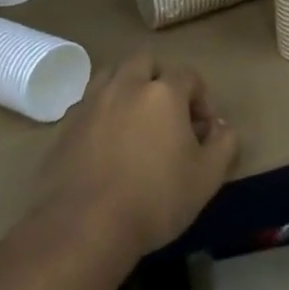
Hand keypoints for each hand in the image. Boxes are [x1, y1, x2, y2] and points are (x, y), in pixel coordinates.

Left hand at [33, 48, 239, 262]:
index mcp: (163, 93)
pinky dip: (101, 114)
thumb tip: (221, 127)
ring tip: (135, 122)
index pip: (188, 75)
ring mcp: (90, 104)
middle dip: (159, 79)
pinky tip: (107, 145)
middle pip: (144, 62)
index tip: (203, 129)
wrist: (84, 228)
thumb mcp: (208, 177)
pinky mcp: (64, 127)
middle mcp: (125, 87)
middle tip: (167, 114)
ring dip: (126, 88)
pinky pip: (88, 105)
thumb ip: (224, 144)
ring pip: (111, 76)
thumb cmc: (155, 199)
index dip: (201, 98)